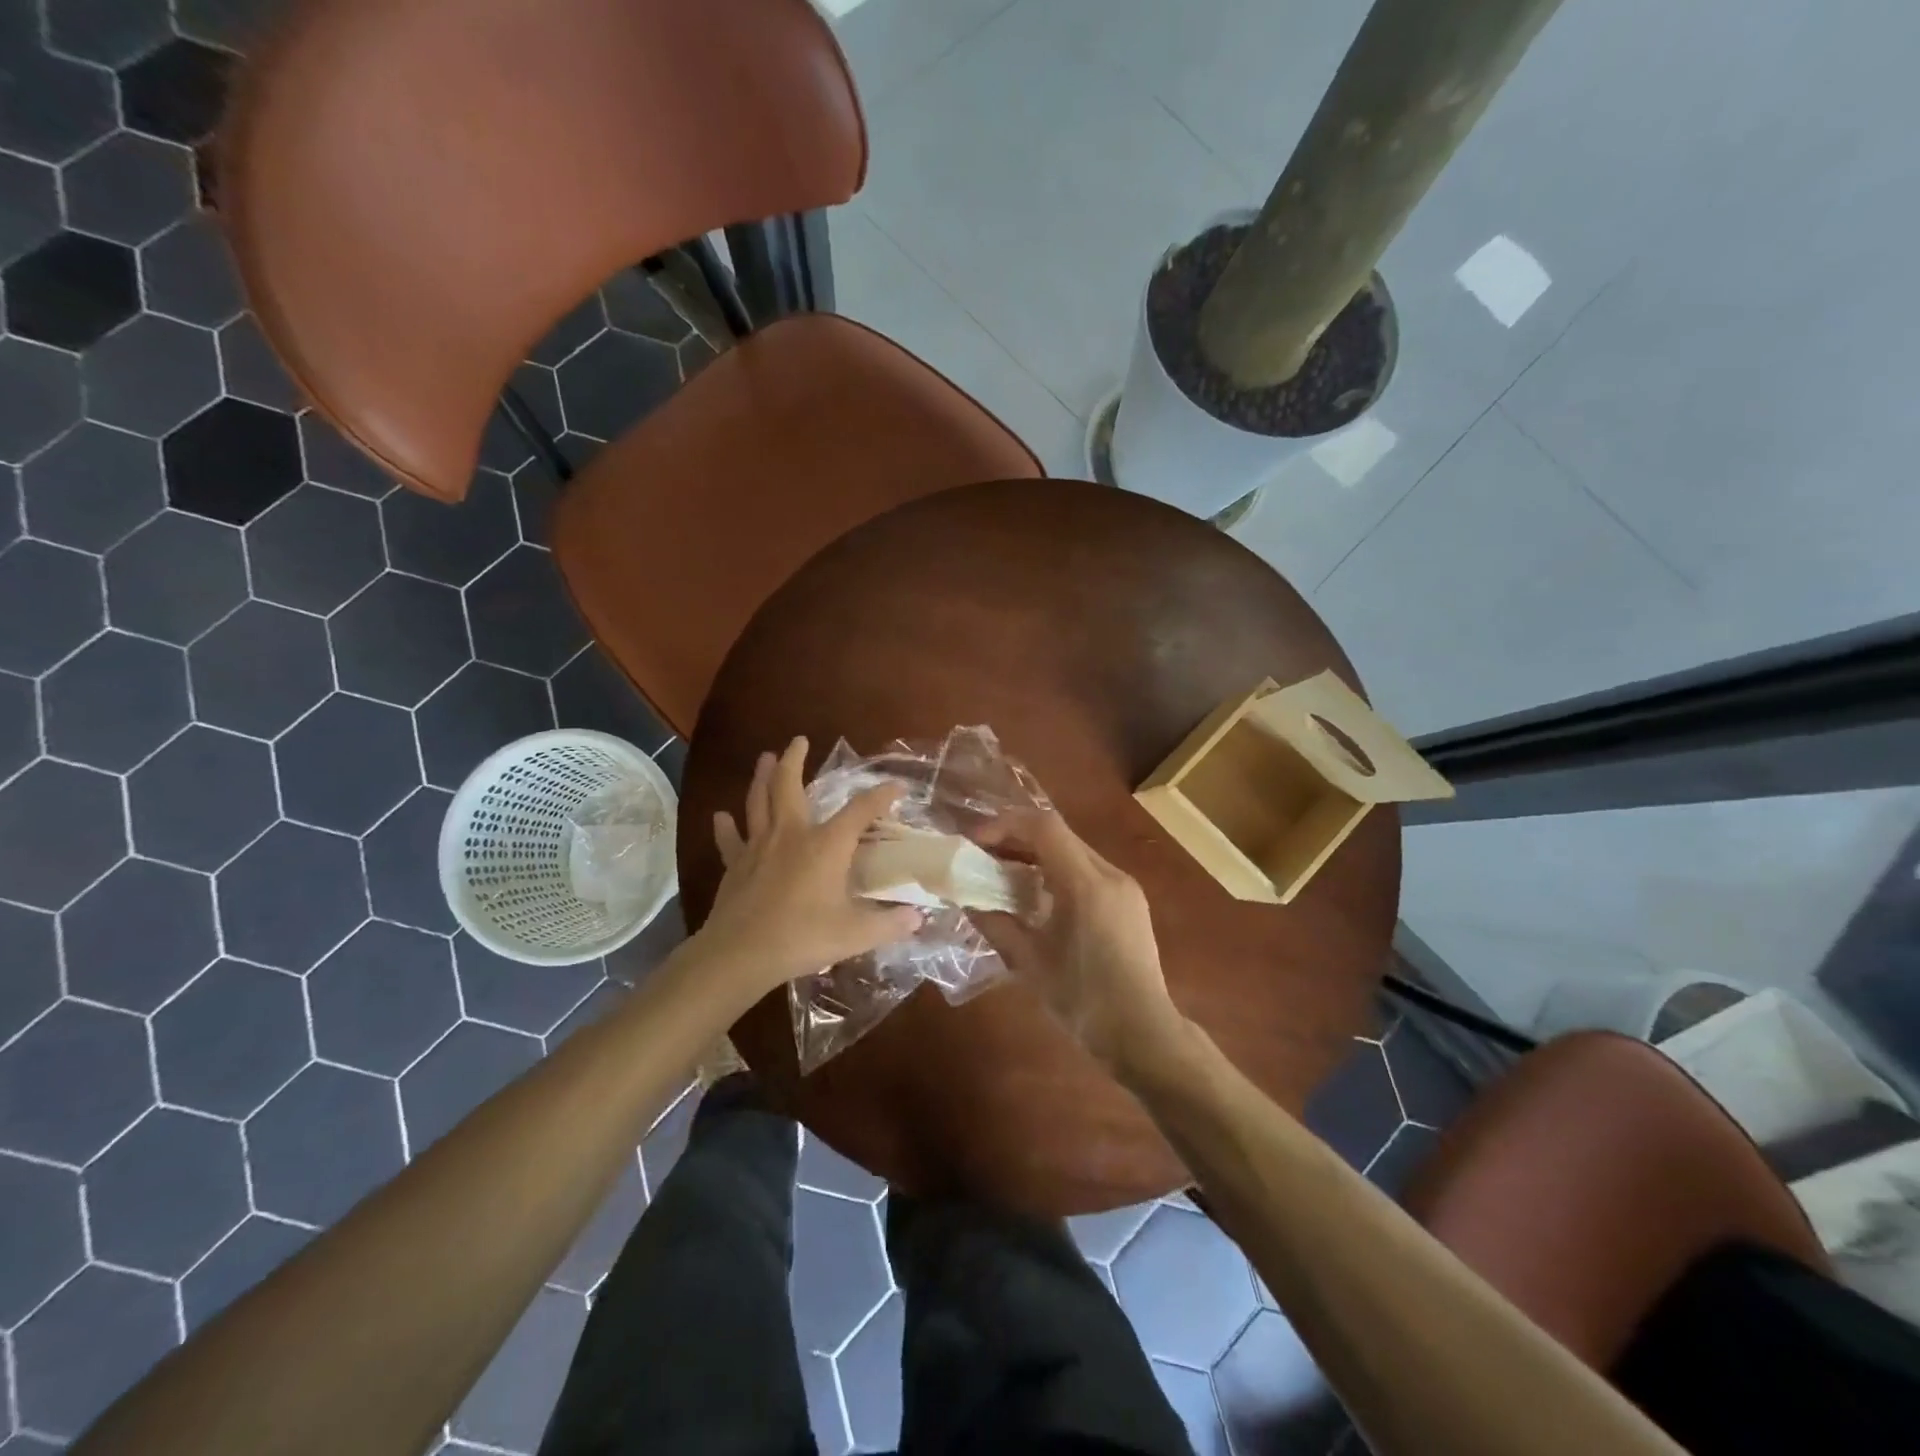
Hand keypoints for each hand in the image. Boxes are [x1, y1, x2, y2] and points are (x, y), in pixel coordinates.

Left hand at [697, 737, 923, 994]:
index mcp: (826, 845)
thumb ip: (888, 924)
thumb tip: (917, 919)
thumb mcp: (855, 934)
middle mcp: (791, 834)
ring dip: (762, 777)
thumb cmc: (803, 937)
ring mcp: (758, 847)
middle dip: (795, 760)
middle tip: (799, 741)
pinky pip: (730, 839)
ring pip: (758, 801)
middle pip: (790, 786)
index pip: (861, 810)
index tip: (897, 787)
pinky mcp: (735, 865)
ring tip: (765, 758)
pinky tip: (721, 816)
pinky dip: (726, 826)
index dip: (881, 796)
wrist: (741, 954)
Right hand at [970, 810, 1183, 1072]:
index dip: (1005, 824)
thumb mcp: (1030, 963)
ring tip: (1005, 873)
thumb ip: (996, 924)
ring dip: (1037, 853)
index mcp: (1086, 885)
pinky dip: (1058, 870)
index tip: (976, 840)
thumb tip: (967, 901)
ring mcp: (1125, 887)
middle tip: (984, 855)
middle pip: (1059, 834)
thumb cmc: (1084, 1001)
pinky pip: (1088, 869)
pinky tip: (1039, 896)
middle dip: (1017, 837)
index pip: (1044, 827)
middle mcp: (1110, 874)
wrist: (1144, 1034)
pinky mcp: (1131, 901)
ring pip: (1074, 850)